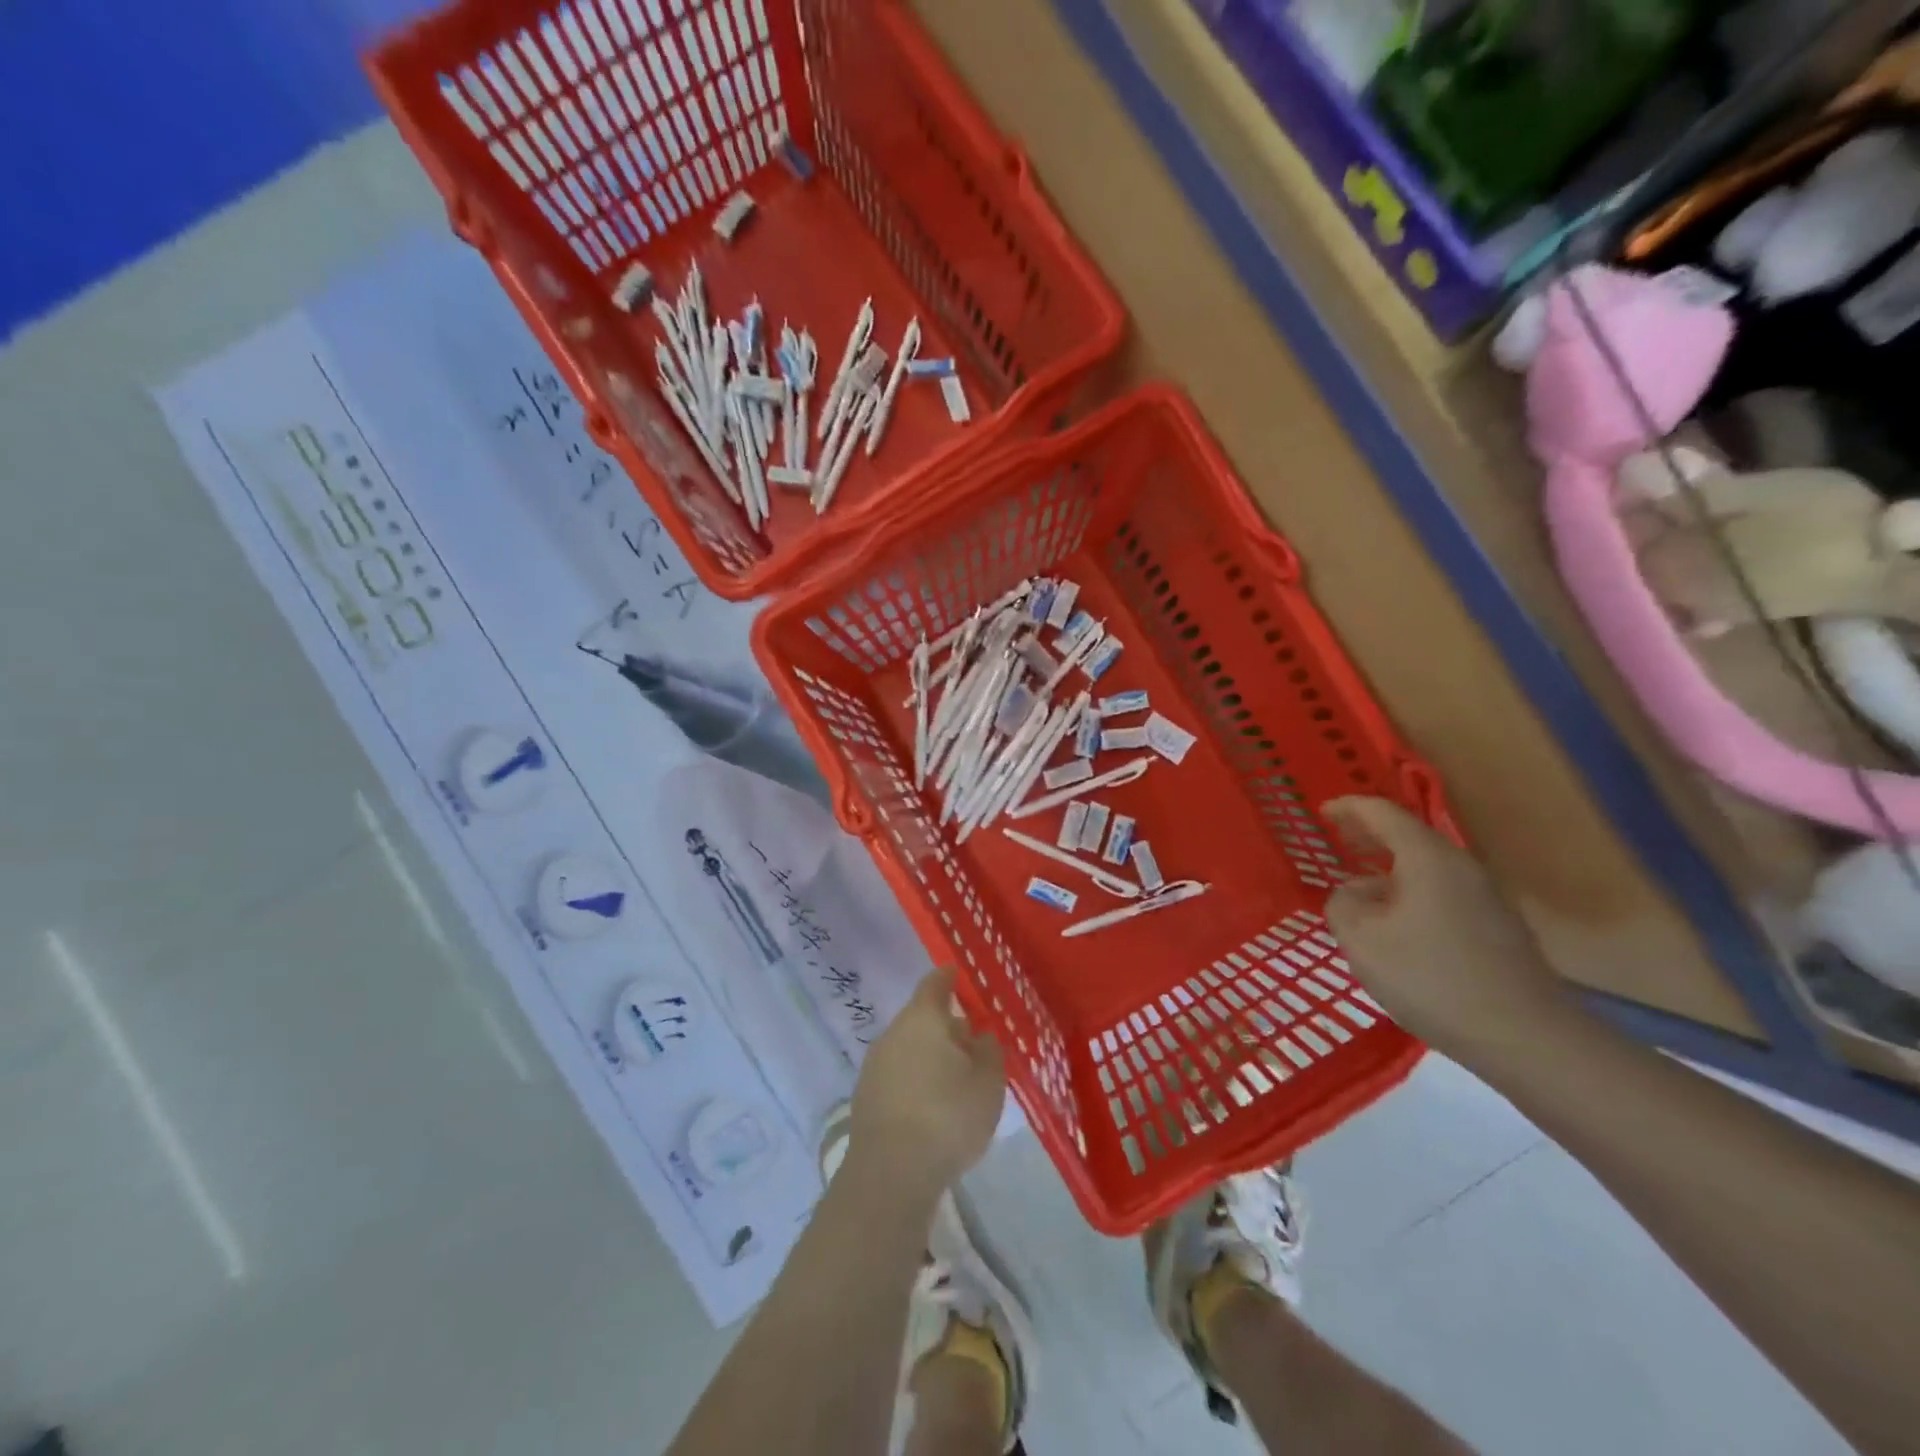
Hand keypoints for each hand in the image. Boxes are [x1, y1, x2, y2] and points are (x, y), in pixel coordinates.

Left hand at [848, 968, 1006, 1201]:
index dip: (949, 977)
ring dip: (929, 1056)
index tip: (958, 975)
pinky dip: (915, 1081)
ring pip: (908, 1048)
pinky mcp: (865, 1098)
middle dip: (945, 1026)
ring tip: (955, 1080)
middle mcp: (893, 1033)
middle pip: (921, 1018)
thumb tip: (980, 1037)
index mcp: (923, 1018)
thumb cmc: (947, 1116)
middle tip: (971, 1042)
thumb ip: (989, 1052)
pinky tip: (931, 1107)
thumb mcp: (988, 1083)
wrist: (890, 1174)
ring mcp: (874, 1065)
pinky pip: (897, 1076)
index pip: (935, 983)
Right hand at [1322, 797, 1573, 1067]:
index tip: (1320, 812)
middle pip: (1409, 836)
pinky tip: (1395, 923)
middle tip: (1335, 837)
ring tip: (1358, 886)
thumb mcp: (1362, 941)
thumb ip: (1342, 905)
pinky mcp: (1497, 928)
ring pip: (1426, 868)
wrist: (1526, 1038)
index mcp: (1428, 858)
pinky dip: (1410, 891)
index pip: (1382, 813)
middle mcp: (1461, 867)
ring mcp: (1485, 897)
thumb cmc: (1431, 979)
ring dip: (1389, 867)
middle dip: (1369, 834)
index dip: (1348, 808)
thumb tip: (1351, 894)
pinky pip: (1442, 892)